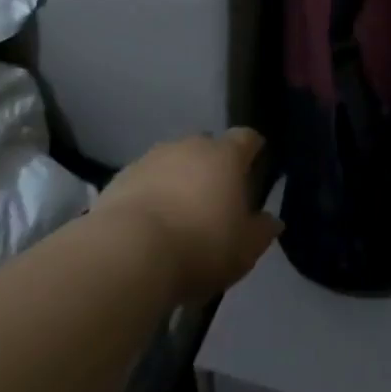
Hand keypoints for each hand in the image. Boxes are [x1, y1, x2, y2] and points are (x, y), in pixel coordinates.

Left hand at [92, 127, 280, 302]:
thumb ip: (262, 230)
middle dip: (212, 167)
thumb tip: (272, 219)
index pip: (246, 138)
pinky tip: (149, 226)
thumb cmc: (200, 245)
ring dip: (178, 180)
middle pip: (207, 148)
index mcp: (226, 155)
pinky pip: (144, 182)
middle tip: (215, 199)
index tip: (256, 166)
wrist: (127, 253)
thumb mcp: (245, 249)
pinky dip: (150, 195)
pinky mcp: (119, 179)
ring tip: (178, 215)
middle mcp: (189, 146)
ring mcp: (150, 159)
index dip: (253, 150)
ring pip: (172, 163)